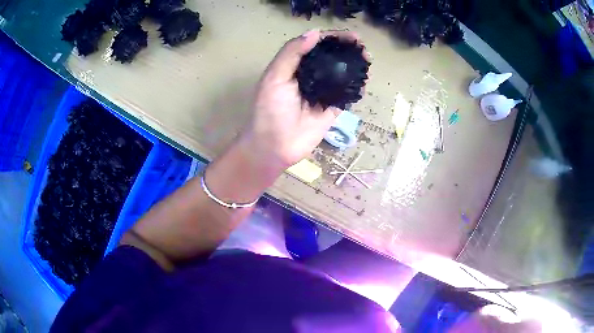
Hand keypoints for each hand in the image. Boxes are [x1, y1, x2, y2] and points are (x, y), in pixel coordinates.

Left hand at [237, 29, 364, 173]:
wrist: (275, 146)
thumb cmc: (270, 110)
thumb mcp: (274, 77)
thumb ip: (291, 53)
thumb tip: (314, 32)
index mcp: (294, 66)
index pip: (315, 45)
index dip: (332, 38)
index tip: (350, 35)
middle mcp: (310, 76)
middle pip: (331, 57)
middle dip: (347, 50)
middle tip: (362, 47)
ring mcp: (322, 92)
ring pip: (341, 74)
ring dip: (354, 66)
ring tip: (367, 60)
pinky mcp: (332, 108)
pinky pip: (346, 95)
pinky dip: (356, 88)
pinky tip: (364, 82)